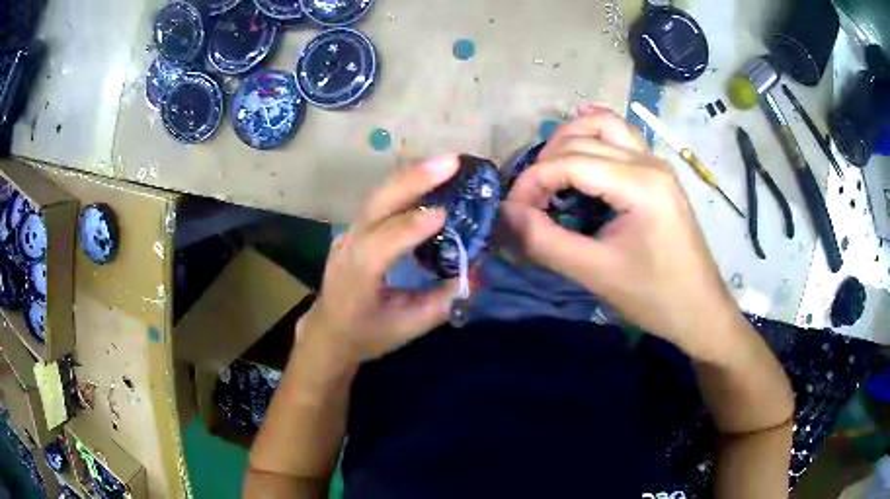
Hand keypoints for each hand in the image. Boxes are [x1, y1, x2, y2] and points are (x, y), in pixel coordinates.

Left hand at [298, 156, 459, 368]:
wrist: (329, 330)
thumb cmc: (366, 334)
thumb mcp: (407, 328)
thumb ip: (442, 302)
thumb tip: (474, 273)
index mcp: (358, 274)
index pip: (385, 242)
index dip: (414, 226)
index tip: (446, 213)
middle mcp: (350, 245)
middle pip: (379, 203)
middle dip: (415, 179)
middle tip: (452, 162)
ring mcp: (349, 233)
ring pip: (379, 195)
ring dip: (413, 175)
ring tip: (446, 163)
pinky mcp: (355, 228)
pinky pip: (381, 200)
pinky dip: (406, 185)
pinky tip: (428, 177)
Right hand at [503, 107, 744, 358]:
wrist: (700, 310)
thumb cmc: (655, 297)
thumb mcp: (596, 274)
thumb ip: (546, 242)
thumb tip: (506, 214)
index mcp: (639, 184)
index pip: (569, 162)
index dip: (532, 182)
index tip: (513, 211)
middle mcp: (649, 161)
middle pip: (582, 140)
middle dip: (545, 164)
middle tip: (528, 201)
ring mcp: (657, 163)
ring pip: (604, 126)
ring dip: (569, 139)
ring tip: (547, 170)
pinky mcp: (658, 173)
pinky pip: (623, 136)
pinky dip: (596, 130)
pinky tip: (580, 130)